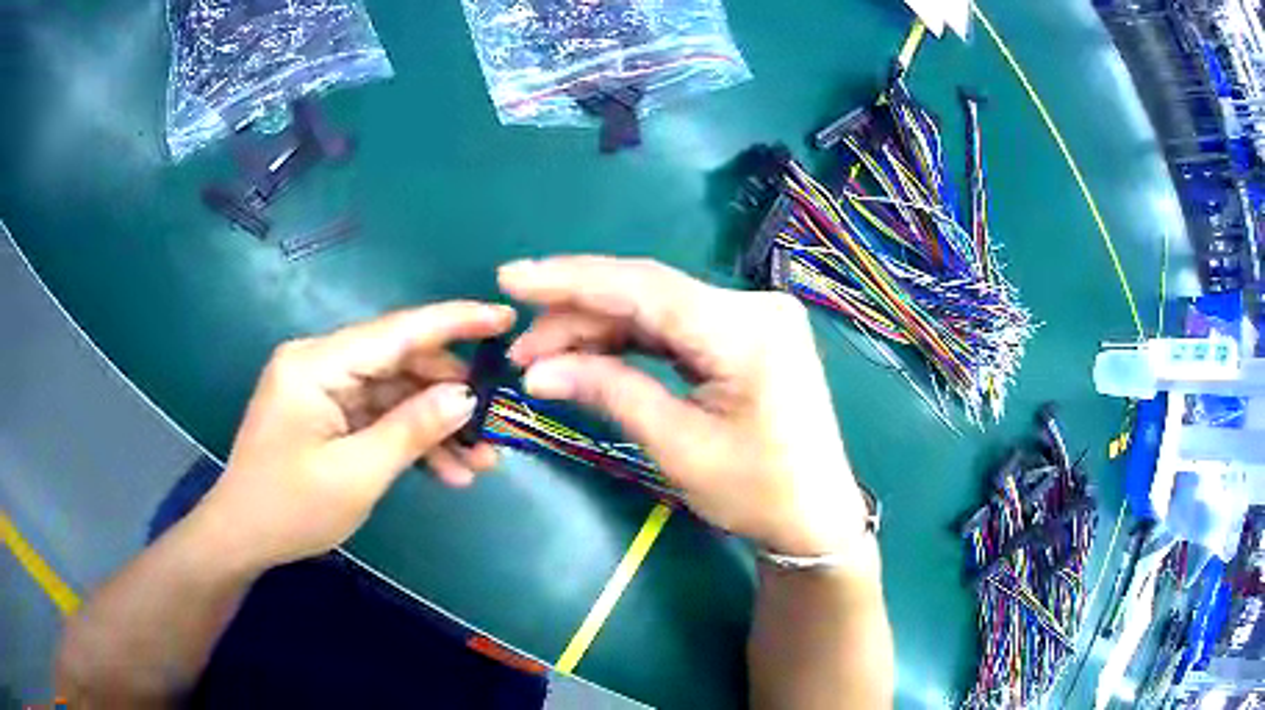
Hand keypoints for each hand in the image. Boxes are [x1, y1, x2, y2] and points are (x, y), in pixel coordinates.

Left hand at [198, 303, 515, 569]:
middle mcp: (320, 363)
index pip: (395, 331)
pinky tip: (447, 470)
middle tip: (498, 424)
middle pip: (399, 363)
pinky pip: (378, 416)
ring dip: (435, 426)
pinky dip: (410, 440)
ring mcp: (324, 389)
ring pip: (394, 394)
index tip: (505, 319)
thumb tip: (466, 396)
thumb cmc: (289, 508)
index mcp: (316, 364)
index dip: (454, 322)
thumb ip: (411, 429)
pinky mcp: (328, 413)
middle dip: (450, 395)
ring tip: (481, 461)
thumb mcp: (356, 475)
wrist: (242, 537)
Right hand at [499, 256, 867, 557]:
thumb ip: (610, 392)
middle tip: (521, 349)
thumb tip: (536, 370)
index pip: (644, 287)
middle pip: (647, 294)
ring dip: (598, 329)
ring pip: (656, 309)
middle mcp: (753, 307)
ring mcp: (751, 319)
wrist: (816, 518)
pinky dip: (629, 340)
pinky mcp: (743, 337)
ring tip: (543, 356)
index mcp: (747, 329)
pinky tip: (589, 353)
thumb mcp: (679, 447)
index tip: (511, 279)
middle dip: (577, 316)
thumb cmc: (758, 493)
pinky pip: (674, 327)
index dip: (571, 280)